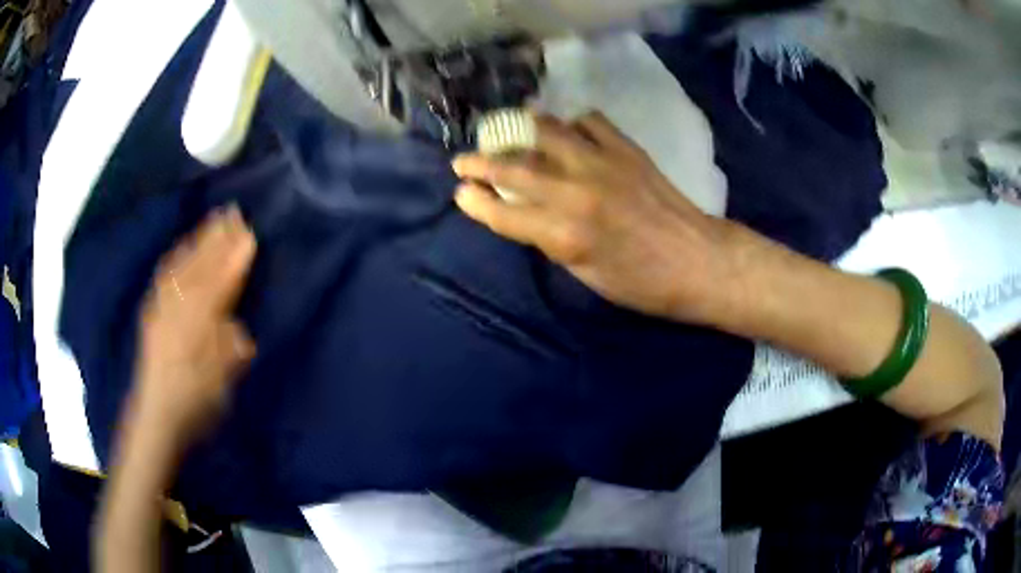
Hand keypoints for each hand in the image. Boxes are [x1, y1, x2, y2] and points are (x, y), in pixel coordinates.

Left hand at [133, 205, 257, 440]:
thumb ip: (231, 345)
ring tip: (211, 219)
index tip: (250, 231)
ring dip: (199, 239)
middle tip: (233, 211)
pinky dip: (176, 256)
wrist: (157, 414)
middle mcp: (180, 303)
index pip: (222, 277)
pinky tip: (181, 248)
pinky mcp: (152, 310)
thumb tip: (236, 324)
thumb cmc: (196, 400)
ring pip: (183, 263)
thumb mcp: (224, 377)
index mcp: (201, 318)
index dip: (236, 255)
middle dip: (218, 236)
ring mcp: (163, 304)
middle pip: (202, 262)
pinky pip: (165, 274)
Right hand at [453, 112, 735, 323]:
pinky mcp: (626, 149)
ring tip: (507, 132)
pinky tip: (570, 134)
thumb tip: (530, 214)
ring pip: (546, 131)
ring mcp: (602, 163)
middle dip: (479, 162)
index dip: (475, 202)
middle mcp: (576, 192)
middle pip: (513, 167)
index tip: (460, 193)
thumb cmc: (644, 284)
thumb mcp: (587, 275)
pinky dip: (571, 124)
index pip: (502, 211)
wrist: (699, 261)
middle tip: (463, 160)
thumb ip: (552, 240)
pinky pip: (589, 122)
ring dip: (518, 130)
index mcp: (564, 235)